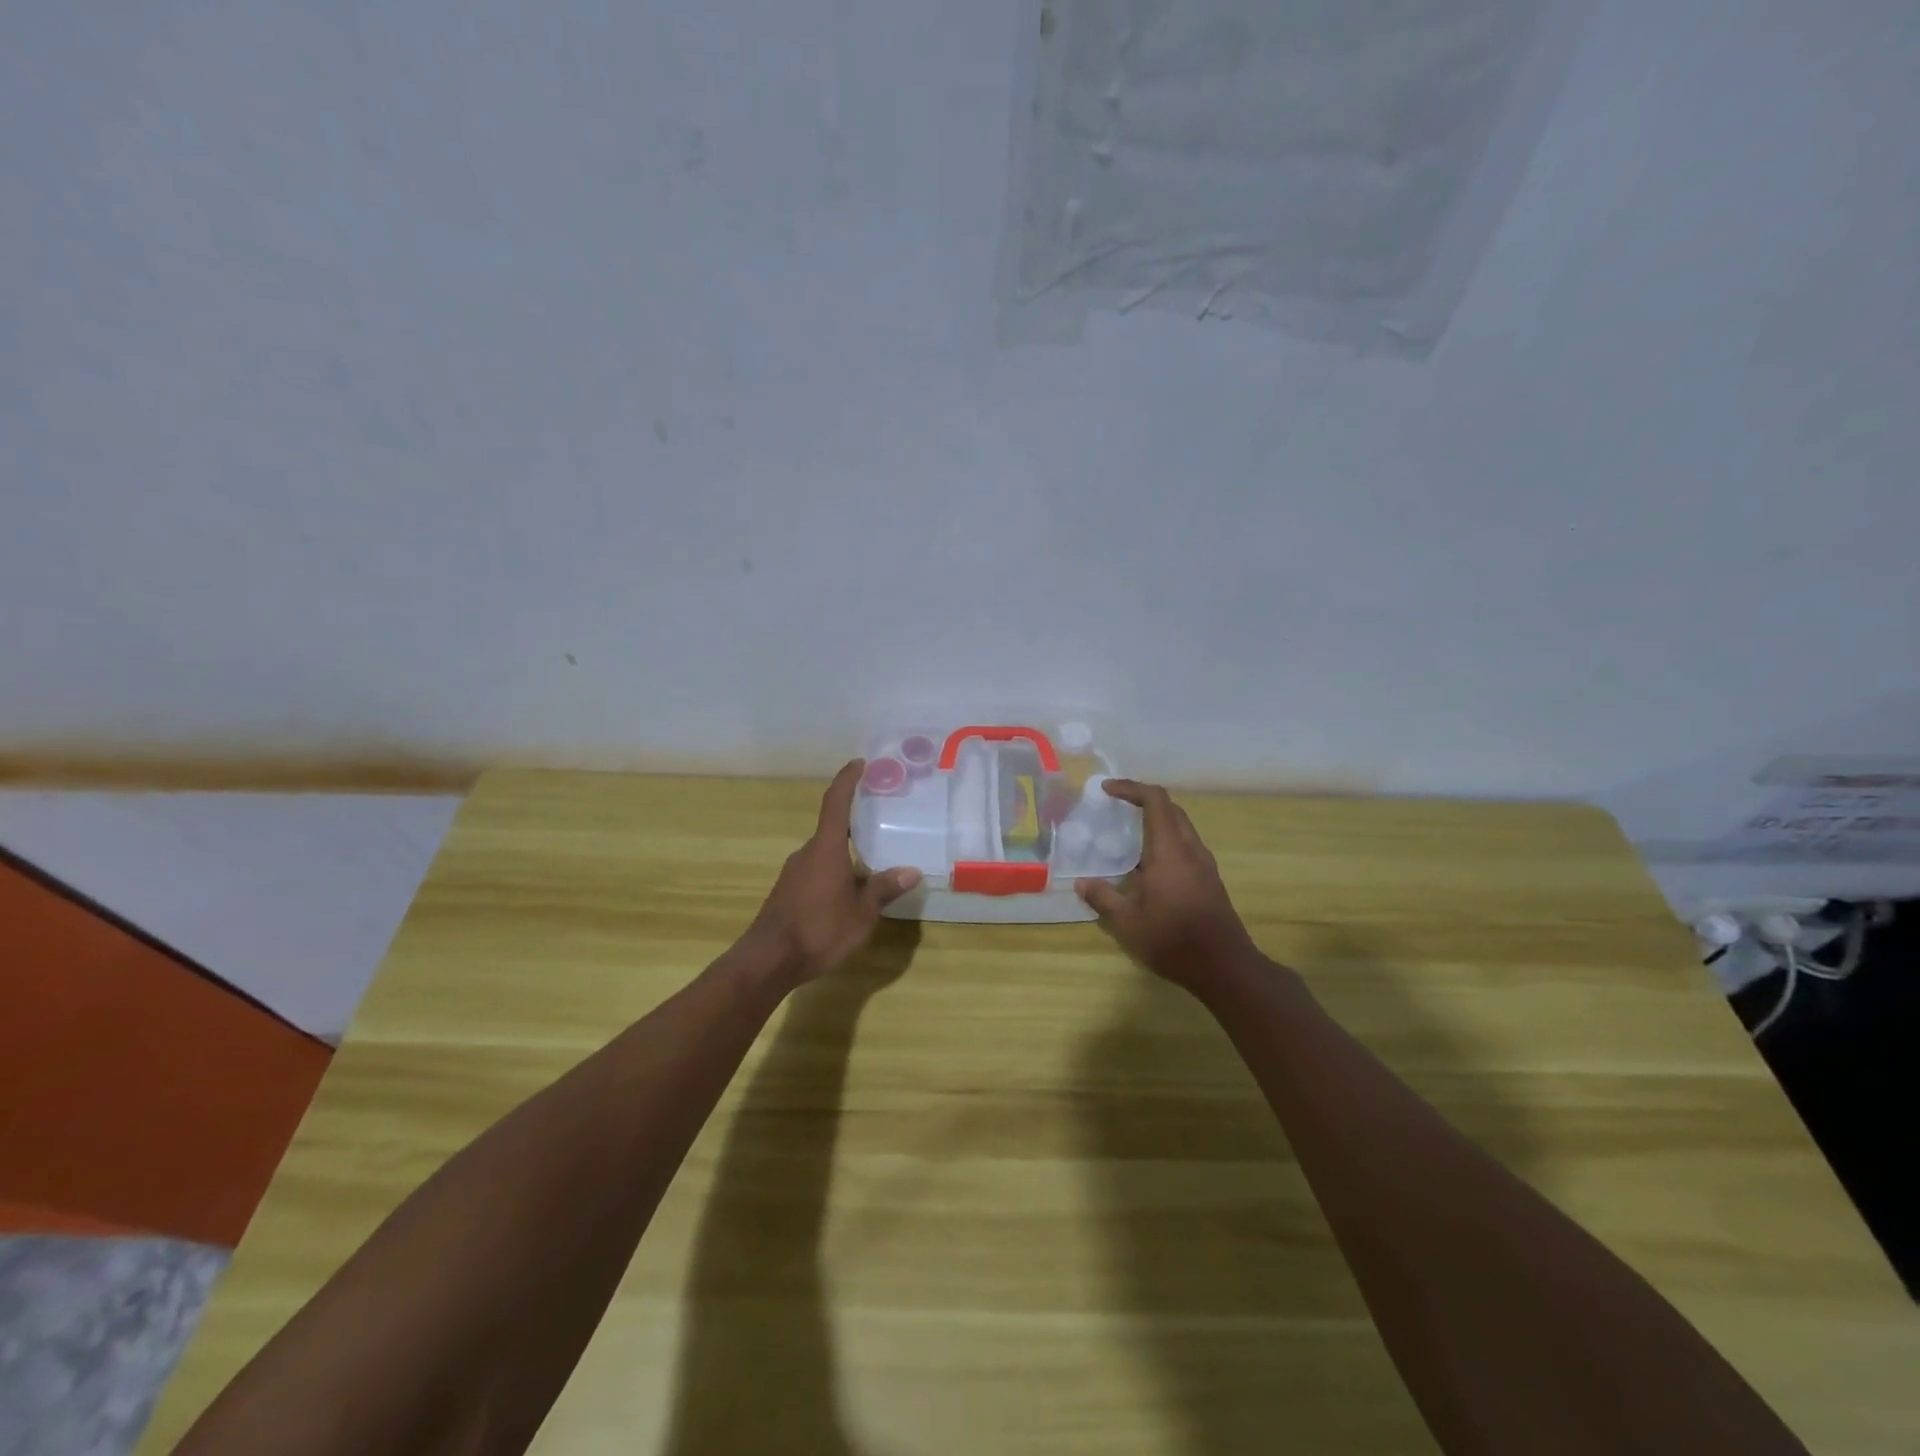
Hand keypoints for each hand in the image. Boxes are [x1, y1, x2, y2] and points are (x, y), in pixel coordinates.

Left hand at [745, 761, 922, 988]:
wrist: (768, 961)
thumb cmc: (819, 930)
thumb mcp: (861, 913)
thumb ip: (883, 889)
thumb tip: (911, 871)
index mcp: (825, 849)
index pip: (836, 803)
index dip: (847, 780)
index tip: (859, 764)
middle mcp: (807, 853)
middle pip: (832, 829)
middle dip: (855, 823)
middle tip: (881, 821)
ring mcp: (793, 873)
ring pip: (825, 853)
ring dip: (846, 853)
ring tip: (872, 861)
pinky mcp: (788, 892)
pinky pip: (817, 871)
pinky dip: (835, 871)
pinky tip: (849, 891)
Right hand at [1076, 779, 1256, 989]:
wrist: (1225, 968)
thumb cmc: (1174, 941)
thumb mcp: (1128, 923)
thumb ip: (1103, 898)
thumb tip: (1082, 883)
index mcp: (1171, 851)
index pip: (1155, 801)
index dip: (1131, 788)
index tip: (1107, 790)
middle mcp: (1191, 850)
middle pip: (1171, 810)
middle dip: (1143, 801)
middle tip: (1116, 808)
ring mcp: (1204, 865)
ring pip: (1181, 828)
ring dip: (1156, 823)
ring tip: (1127, 837)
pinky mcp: (1209, 880)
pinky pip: (1186, 847)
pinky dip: (1165, 842)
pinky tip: (1147, 867)